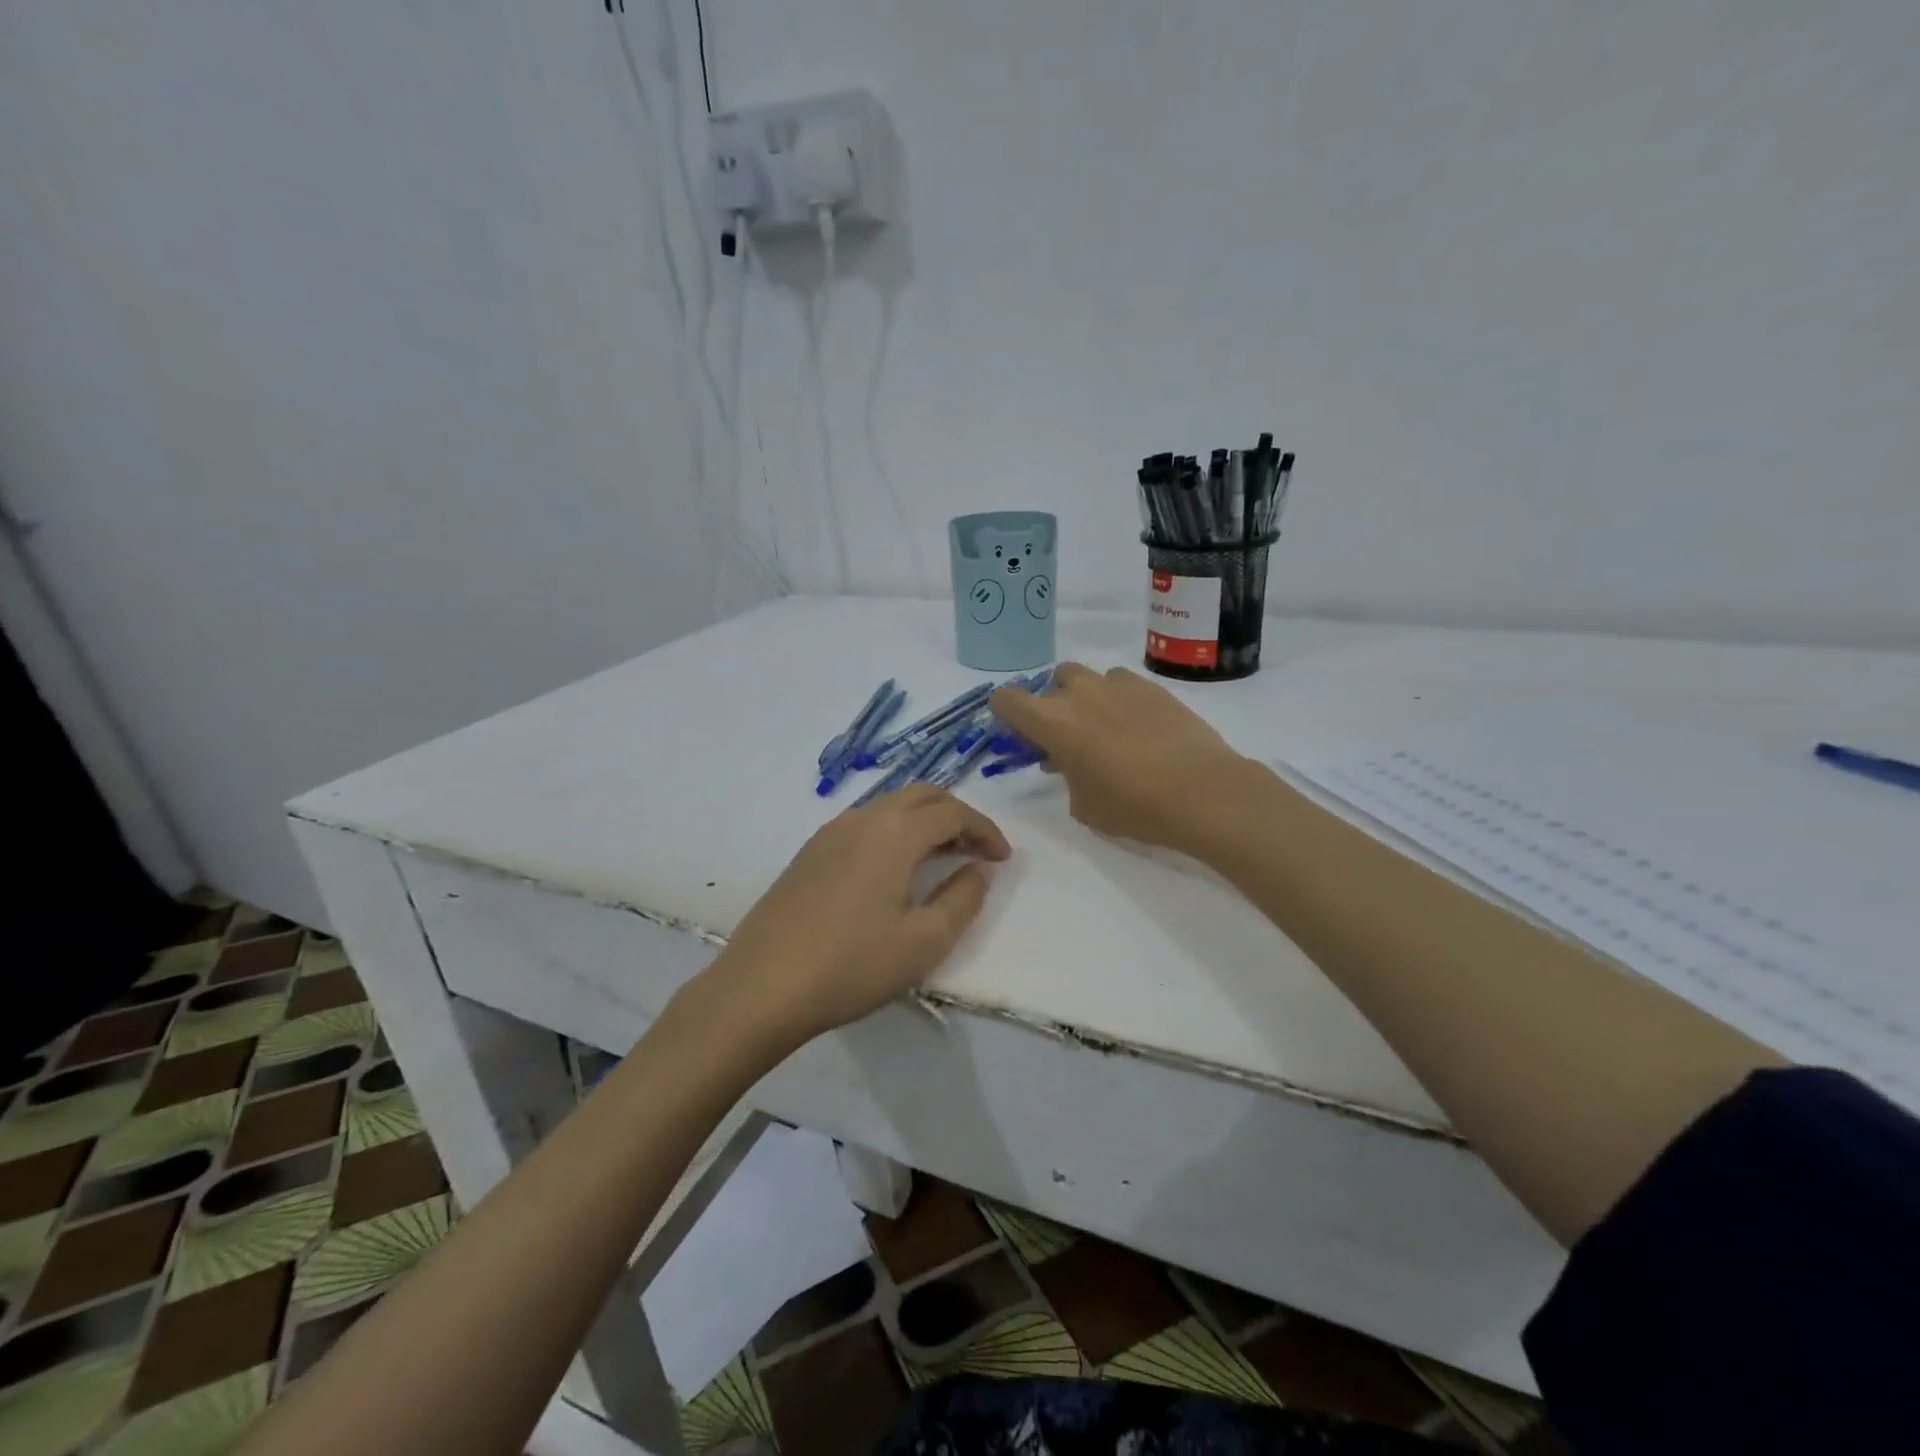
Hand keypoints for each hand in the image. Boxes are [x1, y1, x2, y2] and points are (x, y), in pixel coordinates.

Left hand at [708, 784, 1010, 1047]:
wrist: (761, 986)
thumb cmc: (852, 965)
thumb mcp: (924, 942)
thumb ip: (962, 899)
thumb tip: (977, 870)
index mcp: (895, 833)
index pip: (953, 813)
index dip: (985, 831)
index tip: (1002, 859)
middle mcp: (862, 818)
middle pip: (921, 795)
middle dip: (956, 815)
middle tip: (976, 850)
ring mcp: (830, 832)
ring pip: (889, 806)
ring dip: (923, 822)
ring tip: (940, 859)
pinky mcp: (809, 852)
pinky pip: (864, 824)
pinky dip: (893, 832)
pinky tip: (893, 870)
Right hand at [991, 662, 1251, 852]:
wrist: (1202, 792)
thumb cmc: (1132, 806)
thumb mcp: (1085, 805)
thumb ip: (1067, 778)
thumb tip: (1070, 765)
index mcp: (1053, 721)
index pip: (1007, 699)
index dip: (1006, 715)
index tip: (1020, 735)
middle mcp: (1080, 693)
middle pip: (1051, 682)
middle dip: (1053, 705)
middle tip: (1068, 738)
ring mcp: (1119, 685)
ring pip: (1089, 678)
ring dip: (1087, 699)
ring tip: (1105, 730)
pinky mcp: (1153, 687)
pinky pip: (1123, 684)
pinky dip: (1120, 700)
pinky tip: (1139, 728)